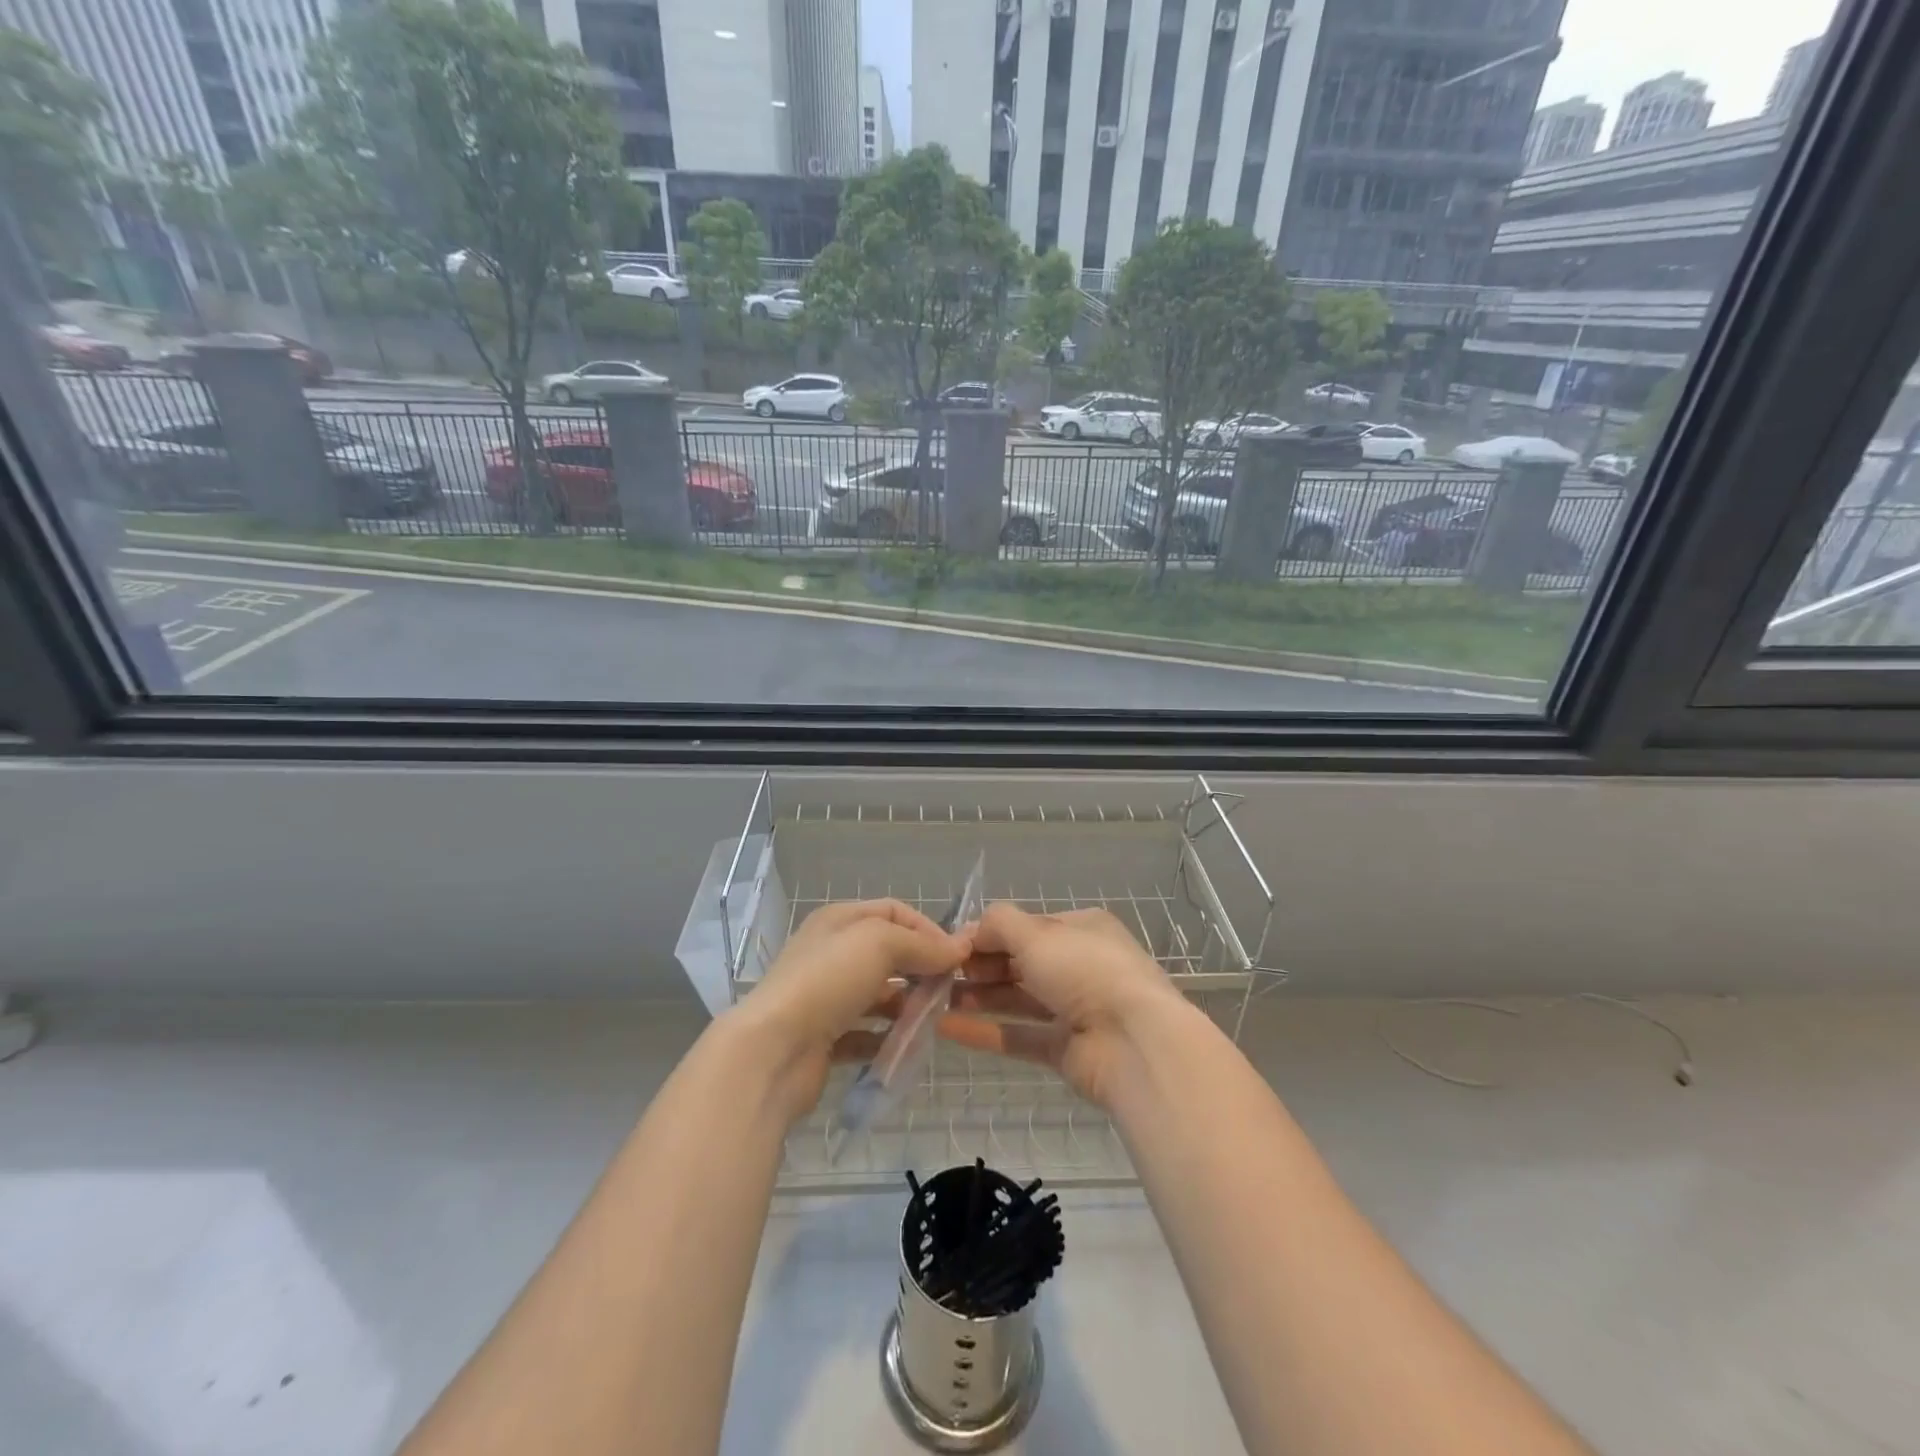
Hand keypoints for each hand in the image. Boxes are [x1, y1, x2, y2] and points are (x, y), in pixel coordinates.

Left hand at [733, 899, 969, 1121]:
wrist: (773, 1050)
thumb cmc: (828, 981)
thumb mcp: (880, 944)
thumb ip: (922, 945)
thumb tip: (958, 949)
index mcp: (839, 920)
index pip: (894, 912)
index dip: (928, 929)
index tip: (957, 956)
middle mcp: (831, 953)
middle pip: (888, 953)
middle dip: (921, 968)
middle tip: (950, 990)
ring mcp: (826, 997)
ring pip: (879, 995)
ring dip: (908, 1006)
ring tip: (934, 1021)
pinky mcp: (825, 1038)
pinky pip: (866, 1034)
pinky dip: (888, 1038)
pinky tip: (908, 1047)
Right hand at [939, 903, 1186, 1108]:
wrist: (1135, 1043)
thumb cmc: (1085, 971)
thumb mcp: (1037, 933)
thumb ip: (999, 924)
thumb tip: (970, 929)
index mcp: (1082, 929)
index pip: (1027, 925)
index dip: (989, 933)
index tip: (953, 944)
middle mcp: (1080, 965)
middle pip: (1021, 962)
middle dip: (981, 965)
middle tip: (941, 973)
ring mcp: (1075, 1009)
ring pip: (1018, 999)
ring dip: (979, 997)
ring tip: (935, 998)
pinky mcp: (1067, 1049)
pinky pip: (1019, 1035)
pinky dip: (985, 1031)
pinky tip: (946, 1029)